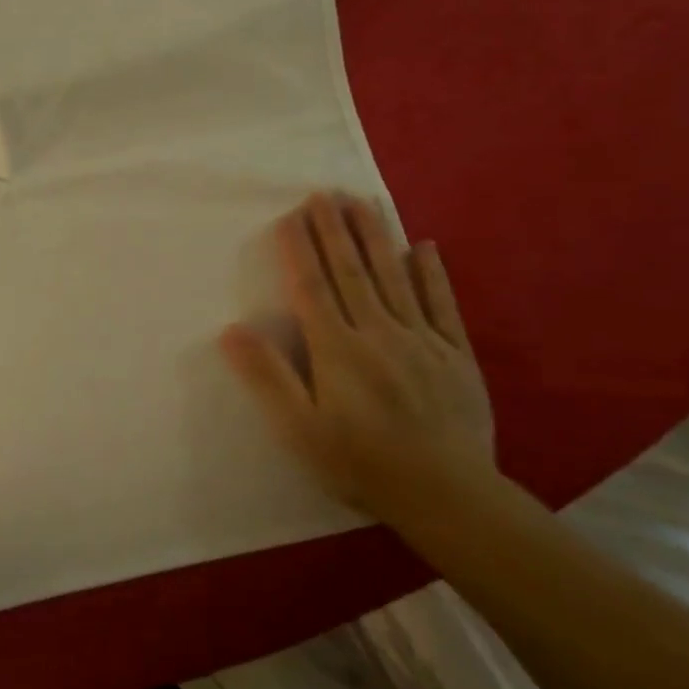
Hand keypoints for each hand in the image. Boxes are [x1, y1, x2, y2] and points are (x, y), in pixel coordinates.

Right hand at [220, 191, 496, 526]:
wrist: (447, 495)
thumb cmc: (362, 463)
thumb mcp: (301, 429)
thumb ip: (268, 376)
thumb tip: (232, 330)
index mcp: (338, 350)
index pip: (313, 288)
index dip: (300, 250)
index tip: (291, 215)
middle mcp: (379, 333)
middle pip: (352, 272)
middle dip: (335, 230)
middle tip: (324, 193)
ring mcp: (422, 340)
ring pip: (395, 277)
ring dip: (377, 236)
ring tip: (363, 202)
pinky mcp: (456, 354)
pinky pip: (442, 304)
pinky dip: (431, 273)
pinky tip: (423, 246)